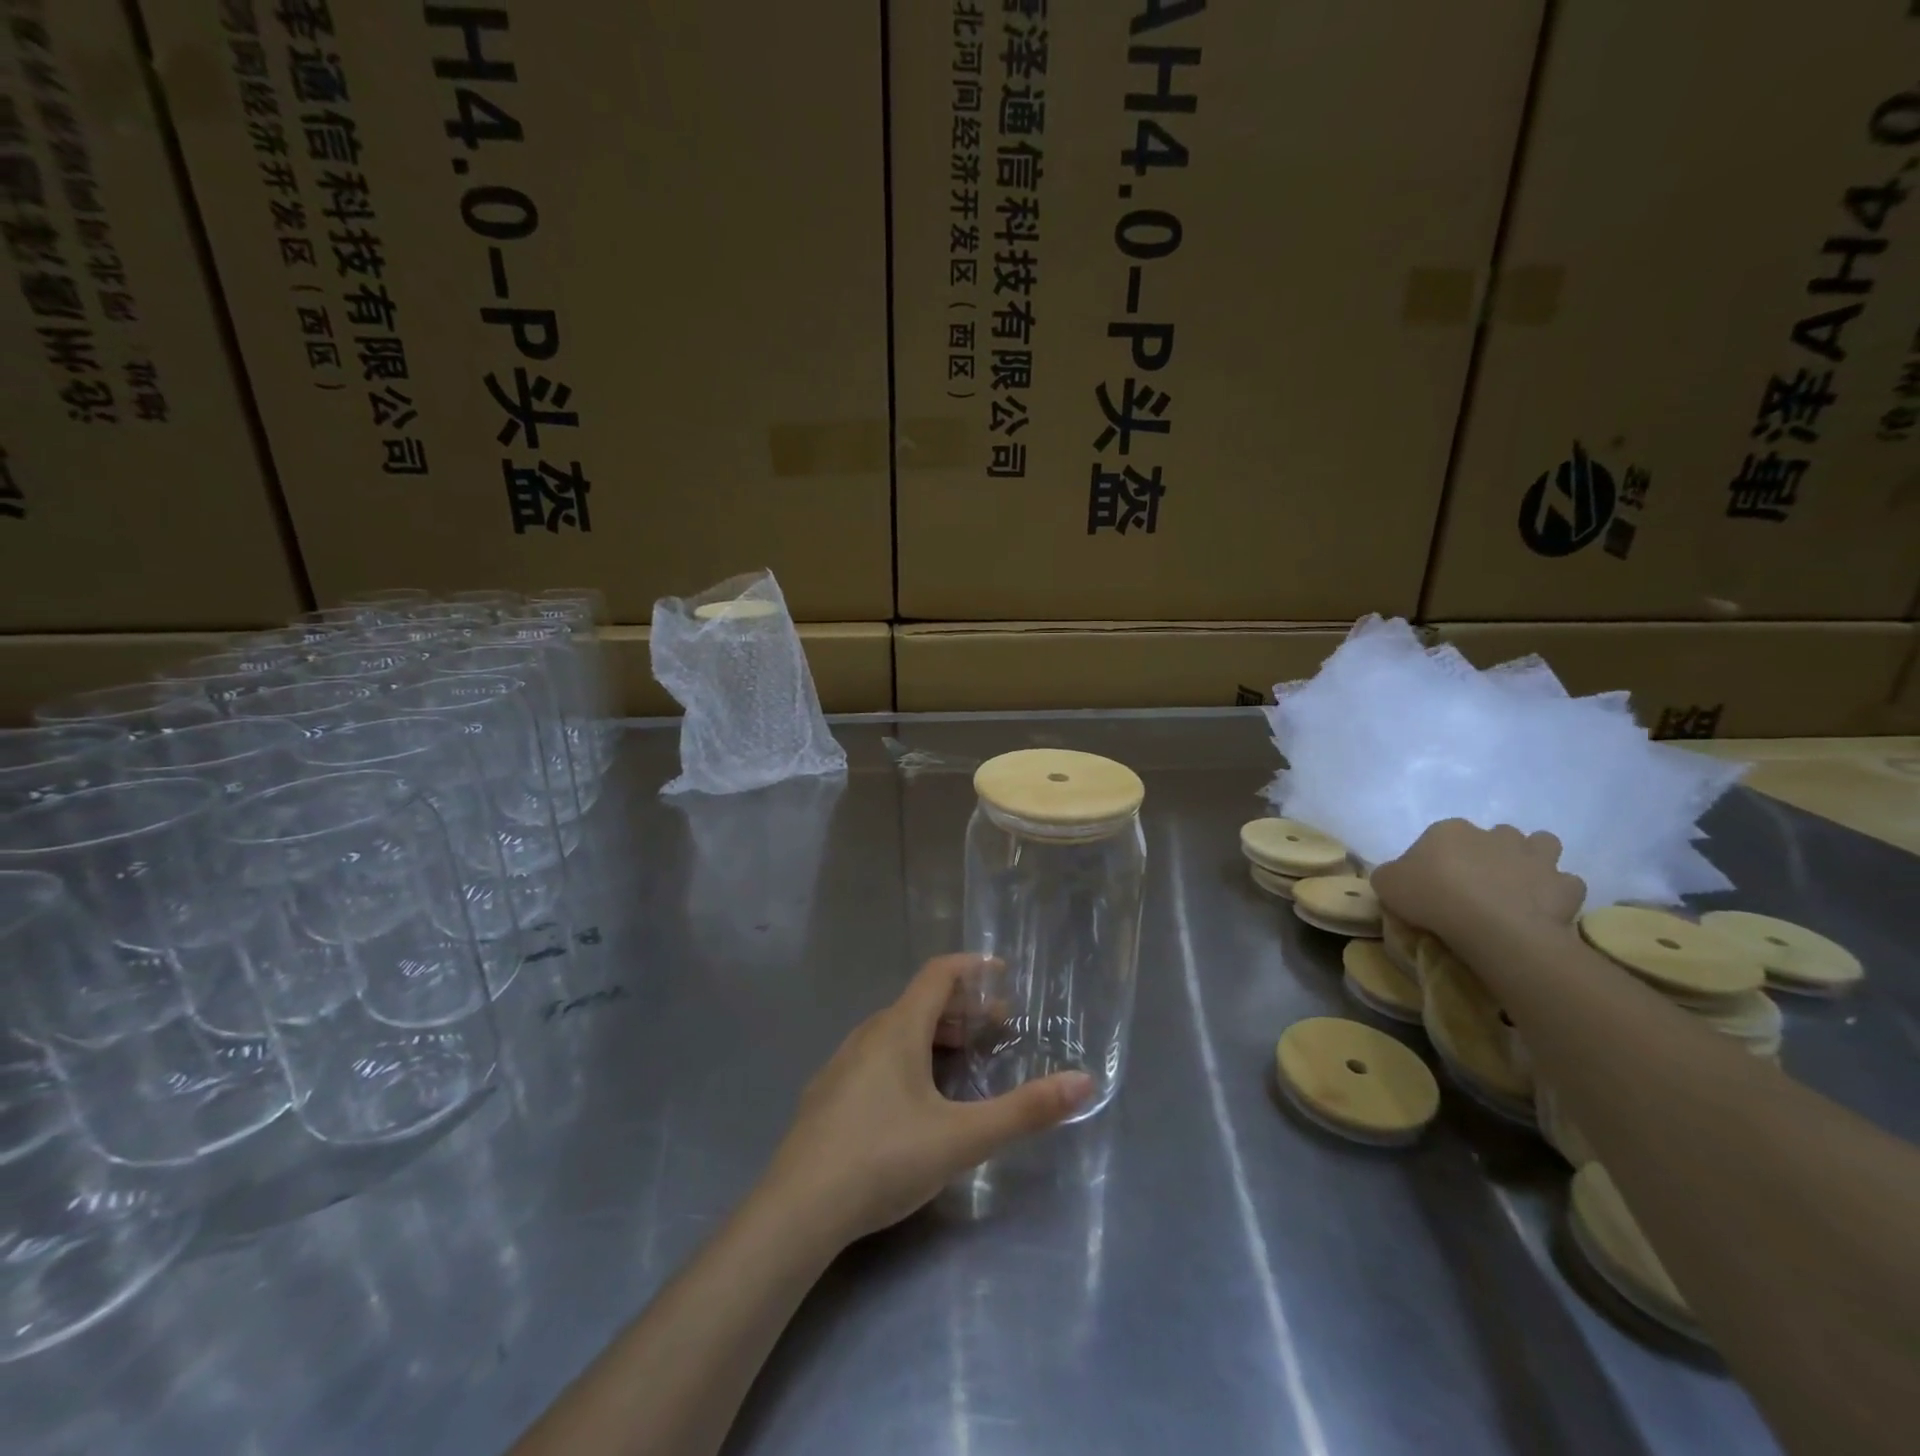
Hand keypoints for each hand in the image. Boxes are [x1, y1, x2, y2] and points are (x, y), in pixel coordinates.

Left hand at [761, 954, 1094, 1245]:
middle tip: (997, 1028)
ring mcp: (841, 1064)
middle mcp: (867, 1035)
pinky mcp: (827, 1095)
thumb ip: (1024, 1110)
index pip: (938, 975)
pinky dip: (907, 1056)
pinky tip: (914, 1098)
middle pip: (919, 1003)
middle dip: (961, 1009)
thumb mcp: (962, 1138)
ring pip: (895, 1031)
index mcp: (898, 1030)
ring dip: (933, 1034)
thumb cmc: (884, 1159)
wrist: (797, 1211)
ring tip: (962, 1059)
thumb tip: (1083, 1082)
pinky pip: (876, 1056)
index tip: (1003, 974)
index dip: (972, 968)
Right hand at [1373, 819, 1584, 956]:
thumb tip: (1398, 876)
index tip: (1435, 882)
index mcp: (1449, 830)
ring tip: (1519, 885)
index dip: (1439, 858)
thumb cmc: (1431, 897)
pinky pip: (1566, 883)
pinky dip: (1557, 892)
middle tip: (1479, 883)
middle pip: (1496, 835)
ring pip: (1542, 845)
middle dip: (1492, 853)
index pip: (1442, 836)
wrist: (1490, 925)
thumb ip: (1391, 874)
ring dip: (1534, 860)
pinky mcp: (1563, 885)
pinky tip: (1542, 907)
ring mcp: (1535, 857)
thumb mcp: (1387, 884)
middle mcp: (1495, 834)